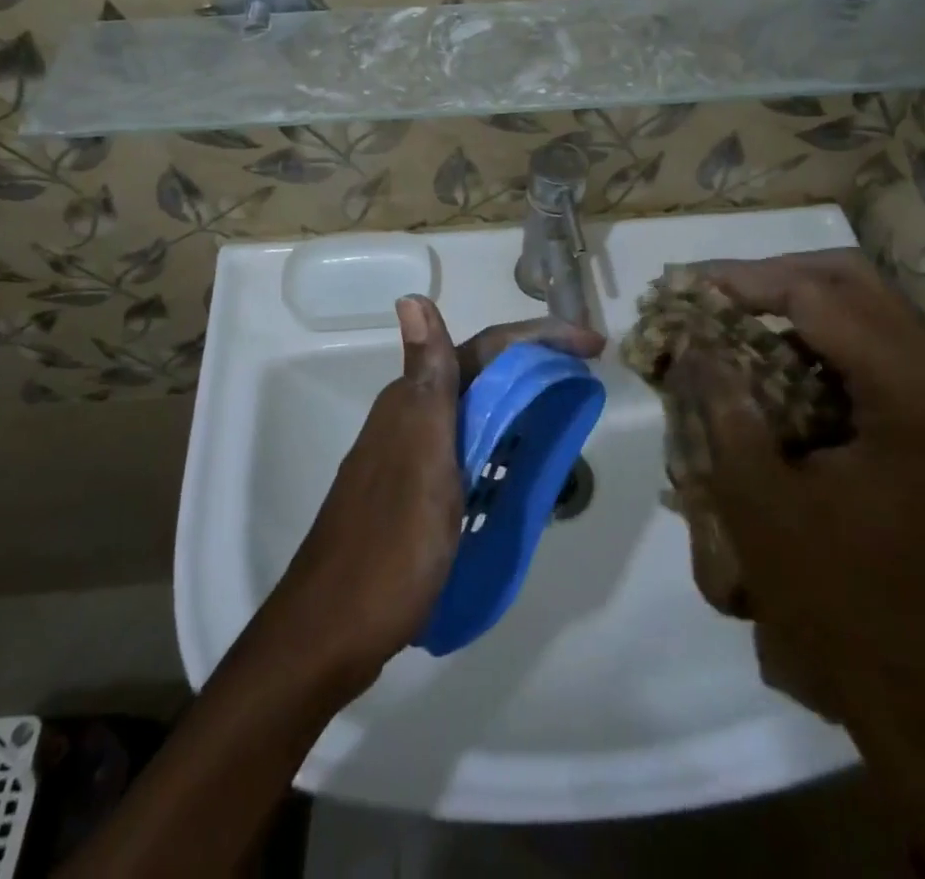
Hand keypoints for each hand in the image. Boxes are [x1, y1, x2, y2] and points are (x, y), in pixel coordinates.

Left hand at [265, 298, 604, 690]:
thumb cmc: (389, 545)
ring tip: (565, 416)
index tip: (592, 346)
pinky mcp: (415, 491)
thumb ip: (428, 379)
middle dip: (535, 366)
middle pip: (482, 374)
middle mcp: (411, 416)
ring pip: (475, 411)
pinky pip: (469, 450)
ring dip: (520, 404)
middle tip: (586, 378)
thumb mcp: (421, 458)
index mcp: (414, 400)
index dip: (539, 338)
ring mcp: (411, 455)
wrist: (331, 629)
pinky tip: (521, 469)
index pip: (486, 348)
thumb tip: (411, 296)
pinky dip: (502, 446)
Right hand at [663, 252, 924, 878]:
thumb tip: (692, 344)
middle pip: (851, 282)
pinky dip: (823, 345)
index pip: (816, 294)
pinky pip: (877, 355)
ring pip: (869, 312)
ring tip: (737, 323)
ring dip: (799, 307)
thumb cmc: (848, 606)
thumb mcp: (761, 505)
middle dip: (774, 278)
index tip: (686, 286)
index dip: (743, 281)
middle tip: (714, 294)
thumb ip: (722, 409)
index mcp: (910, 390)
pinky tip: (778, 369)